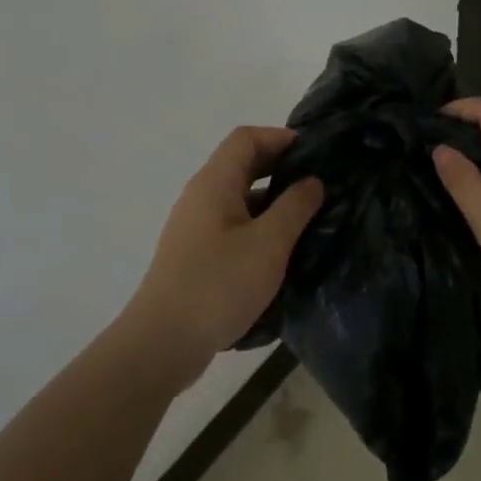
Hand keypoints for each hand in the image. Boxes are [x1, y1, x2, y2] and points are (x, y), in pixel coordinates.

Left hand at [123, 127, 324, 381]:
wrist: (162, 343)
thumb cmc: (219, 284)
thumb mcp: (269, 244)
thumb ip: (295, 207)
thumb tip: (312, 181)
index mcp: (214, 183)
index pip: (246, 138)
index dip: (279, 137)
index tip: (314, 152)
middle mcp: (200, 196)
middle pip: (241, 164)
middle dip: (280, 167)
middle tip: (318, 182)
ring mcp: (195, 226)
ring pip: (238, 197)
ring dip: (271, 199)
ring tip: (308, 215)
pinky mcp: (196, 254)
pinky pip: (232, 224)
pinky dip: (259, 224)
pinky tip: (280, 248)